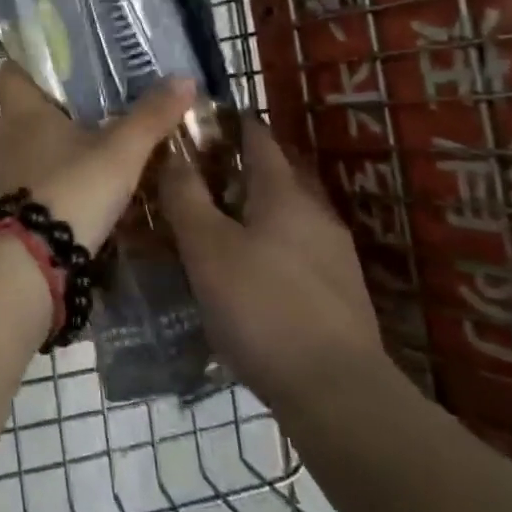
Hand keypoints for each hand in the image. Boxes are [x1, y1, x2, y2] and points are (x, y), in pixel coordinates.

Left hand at [0, 64, 193, 250]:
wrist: (35, 262)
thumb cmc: (73, 188)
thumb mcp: (121, 151)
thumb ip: (151, 116)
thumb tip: (184, 78)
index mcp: (23, 110)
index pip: (12, 71)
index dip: (33, 62)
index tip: (66, 60)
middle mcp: (9, 135)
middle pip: (29, 107)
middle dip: (61, 101)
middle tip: (101, 94)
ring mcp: (11, 171)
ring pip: (37, 142)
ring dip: (64, 138)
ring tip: (105, 132)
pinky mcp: (20, 203)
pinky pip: (42, 173)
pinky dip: (64, 169)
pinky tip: (95, 174)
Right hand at [159, 116, 385, 406]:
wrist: (335, 390)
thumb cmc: (261, 306)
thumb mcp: (207, 249)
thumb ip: (186, 197)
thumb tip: (171, 151)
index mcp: (284, 192)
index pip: (258, 137)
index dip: (231, 122)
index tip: (201, 120)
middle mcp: (316, 212)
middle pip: (279, 172)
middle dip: (243, 165)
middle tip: (202, 174)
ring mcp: (334, 252)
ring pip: (290, 213)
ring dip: (258, 207)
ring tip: (220, 223)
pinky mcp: (340, 290)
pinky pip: (299, 248)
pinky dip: (272, 243)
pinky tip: (251, 271)